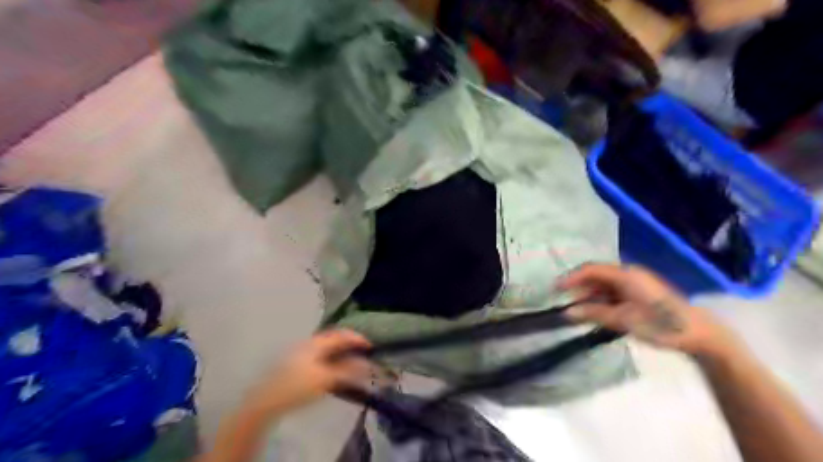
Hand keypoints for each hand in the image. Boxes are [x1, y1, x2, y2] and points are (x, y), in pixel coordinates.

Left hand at [245, 330, 371, 412]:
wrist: (266, 401)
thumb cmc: (297, 386)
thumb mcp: (326, 379)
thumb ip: (348, 371)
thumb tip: (366, 365)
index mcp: (317, 343)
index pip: (342, 335)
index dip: (357, 338)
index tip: (370, 345)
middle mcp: (309, 343)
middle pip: (334, 338)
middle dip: (349, 343)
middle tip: (361, 350)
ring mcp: (301, 352)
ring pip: (326, 347)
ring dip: (340, 351)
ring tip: (351, 360)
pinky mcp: (296, 364)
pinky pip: (320, 355)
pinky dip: (332, 358)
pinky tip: (333, 368)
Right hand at [559, 263, 739, 357]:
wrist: (699, 334)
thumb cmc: (661, 324)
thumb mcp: (624, 320)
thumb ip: (594, 314)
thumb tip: (567, 312)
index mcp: (626, 275)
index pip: (591, 270)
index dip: (571, 278)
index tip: (554, 289)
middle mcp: (629, 274)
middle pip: (596, 276)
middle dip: (579, 288)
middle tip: (563, 301)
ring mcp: (635, 283)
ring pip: (604, 285)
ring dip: (589, 296)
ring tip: (576, 310)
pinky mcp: (639, 293)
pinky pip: (613, 292)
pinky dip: (601, 301)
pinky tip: (595, 312)